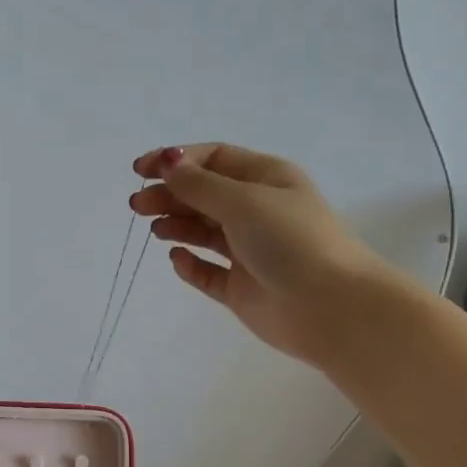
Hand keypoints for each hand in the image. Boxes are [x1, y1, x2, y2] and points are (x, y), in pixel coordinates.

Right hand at [129, 143, 390, 367]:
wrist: (329, 307)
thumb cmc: (291, 241)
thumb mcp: (244, 201)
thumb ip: (199, 184)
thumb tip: (167, 161)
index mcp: (266, 179)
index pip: (214, 159)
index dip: (176, 161)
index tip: (140, 170)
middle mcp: (257, 211)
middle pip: (204, 195)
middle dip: (169, 195)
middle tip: (137, 205)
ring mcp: (249, 251)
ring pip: (203, 231)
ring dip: (176, 225)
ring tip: (154, 229)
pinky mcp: (241, 287)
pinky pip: (207, 271)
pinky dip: (190, 263)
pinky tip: (176, 258)